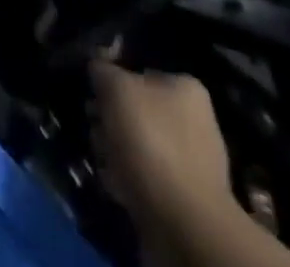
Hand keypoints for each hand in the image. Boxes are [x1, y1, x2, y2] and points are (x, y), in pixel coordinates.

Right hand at [89, 63, 235, 235]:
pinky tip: (115, 181)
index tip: (94, 95)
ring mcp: (191, 162)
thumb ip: (102, 68)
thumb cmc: (150, 141)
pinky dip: (127, 176)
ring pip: (138, 143)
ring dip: (114, 148)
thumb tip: (97, 67)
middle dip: (110, 118)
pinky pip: (145, 175)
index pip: (140, 71)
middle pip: (137, 109)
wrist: (182, 223)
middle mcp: (195, 121)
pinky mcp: (183, 197)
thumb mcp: (115, 87)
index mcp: (187, 89)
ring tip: (104, 158)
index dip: (112, 81)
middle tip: (95, 127)